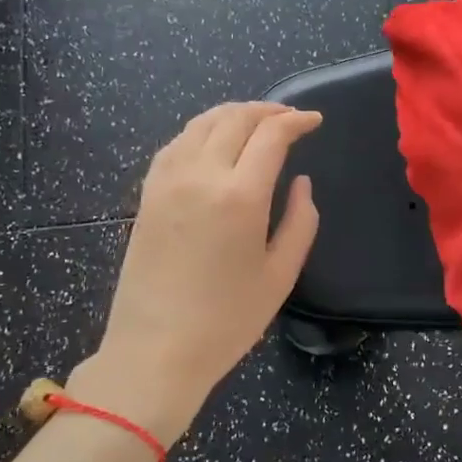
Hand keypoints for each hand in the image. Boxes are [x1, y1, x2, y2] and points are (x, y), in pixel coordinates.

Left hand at [75, 102, 321, 443]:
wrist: (155, 350)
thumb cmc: (227, 320)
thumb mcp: (280, 275)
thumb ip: (300, 222)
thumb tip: (301, 183)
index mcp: (240, 196)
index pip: (271, 135)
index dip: (296, 121)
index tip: (314, 121)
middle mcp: (201, 176)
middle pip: (234, 119)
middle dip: (267, 111)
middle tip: (289, 118)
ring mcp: (167, 181)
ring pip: (201, 124)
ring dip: (232, 114)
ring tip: (255, 122)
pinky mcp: (147, 194)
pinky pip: (176, 144)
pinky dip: (201, 131)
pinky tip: (212, 142)